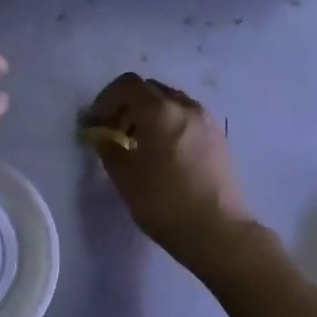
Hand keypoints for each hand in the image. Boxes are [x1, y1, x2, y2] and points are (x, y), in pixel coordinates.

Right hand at [84, 73, 256, 265]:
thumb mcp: (124, 176)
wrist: (218, 232)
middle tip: (114, 132)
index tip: (96, 123)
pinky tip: (164, 155)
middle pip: (150, 90)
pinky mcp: (219, 139)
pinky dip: (169, 125)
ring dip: (150, 115)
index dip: (105, 99)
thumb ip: (108, 147)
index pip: (127, 85)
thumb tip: (101, 134)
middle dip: (127, 106)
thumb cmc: (164, 202)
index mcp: (160, 110)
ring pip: (171, 104)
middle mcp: (186, 107)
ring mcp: (207, 121)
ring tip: (139, 145)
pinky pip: (187, 119)